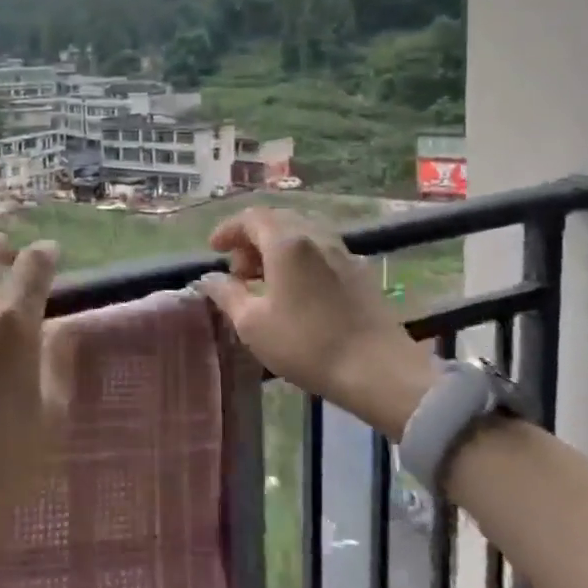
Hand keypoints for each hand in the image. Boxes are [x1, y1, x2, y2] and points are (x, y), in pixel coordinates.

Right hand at [198, 207, 435, 438]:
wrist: (378, 370)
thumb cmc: (306, 344)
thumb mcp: (252, 324)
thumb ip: (227, 294)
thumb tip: (209, 279)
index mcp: (287, 242)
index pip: (251, 217)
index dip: (229, 229)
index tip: (215, 249)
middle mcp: (316, 236)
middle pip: (278, 220)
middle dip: (252, 239)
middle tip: (238, 270)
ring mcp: (343, 252)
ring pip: (302, 234)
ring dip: (276, 248)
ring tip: (265, 281)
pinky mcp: (360, 272)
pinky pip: (320, 250)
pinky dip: (299, 258)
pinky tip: (295, 290)